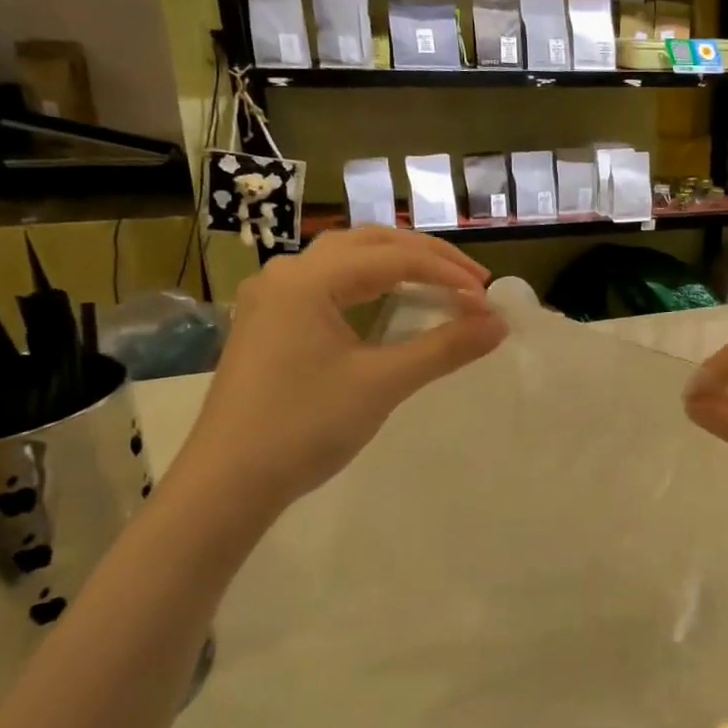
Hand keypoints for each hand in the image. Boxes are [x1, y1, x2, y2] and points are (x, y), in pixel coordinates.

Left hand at [177, 228, 505, 512]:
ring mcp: (272, 299)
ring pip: (345, 260)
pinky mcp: (268, 324)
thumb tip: (499, 324)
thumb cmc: (305, 426)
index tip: (487, 299)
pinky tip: (388, 302)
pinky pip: (328, 285)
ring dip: (396, 264)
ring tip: (438, 282)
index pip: (394, 258)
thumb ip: (445, 347)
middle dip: (425, 256)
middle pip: (367, 244)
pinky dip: (369, 284)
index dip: (447, 273)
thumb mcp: (383, 383)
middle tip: (471, 280)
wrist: (228, 483)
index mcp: (308, 279)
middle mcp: (286, 274)